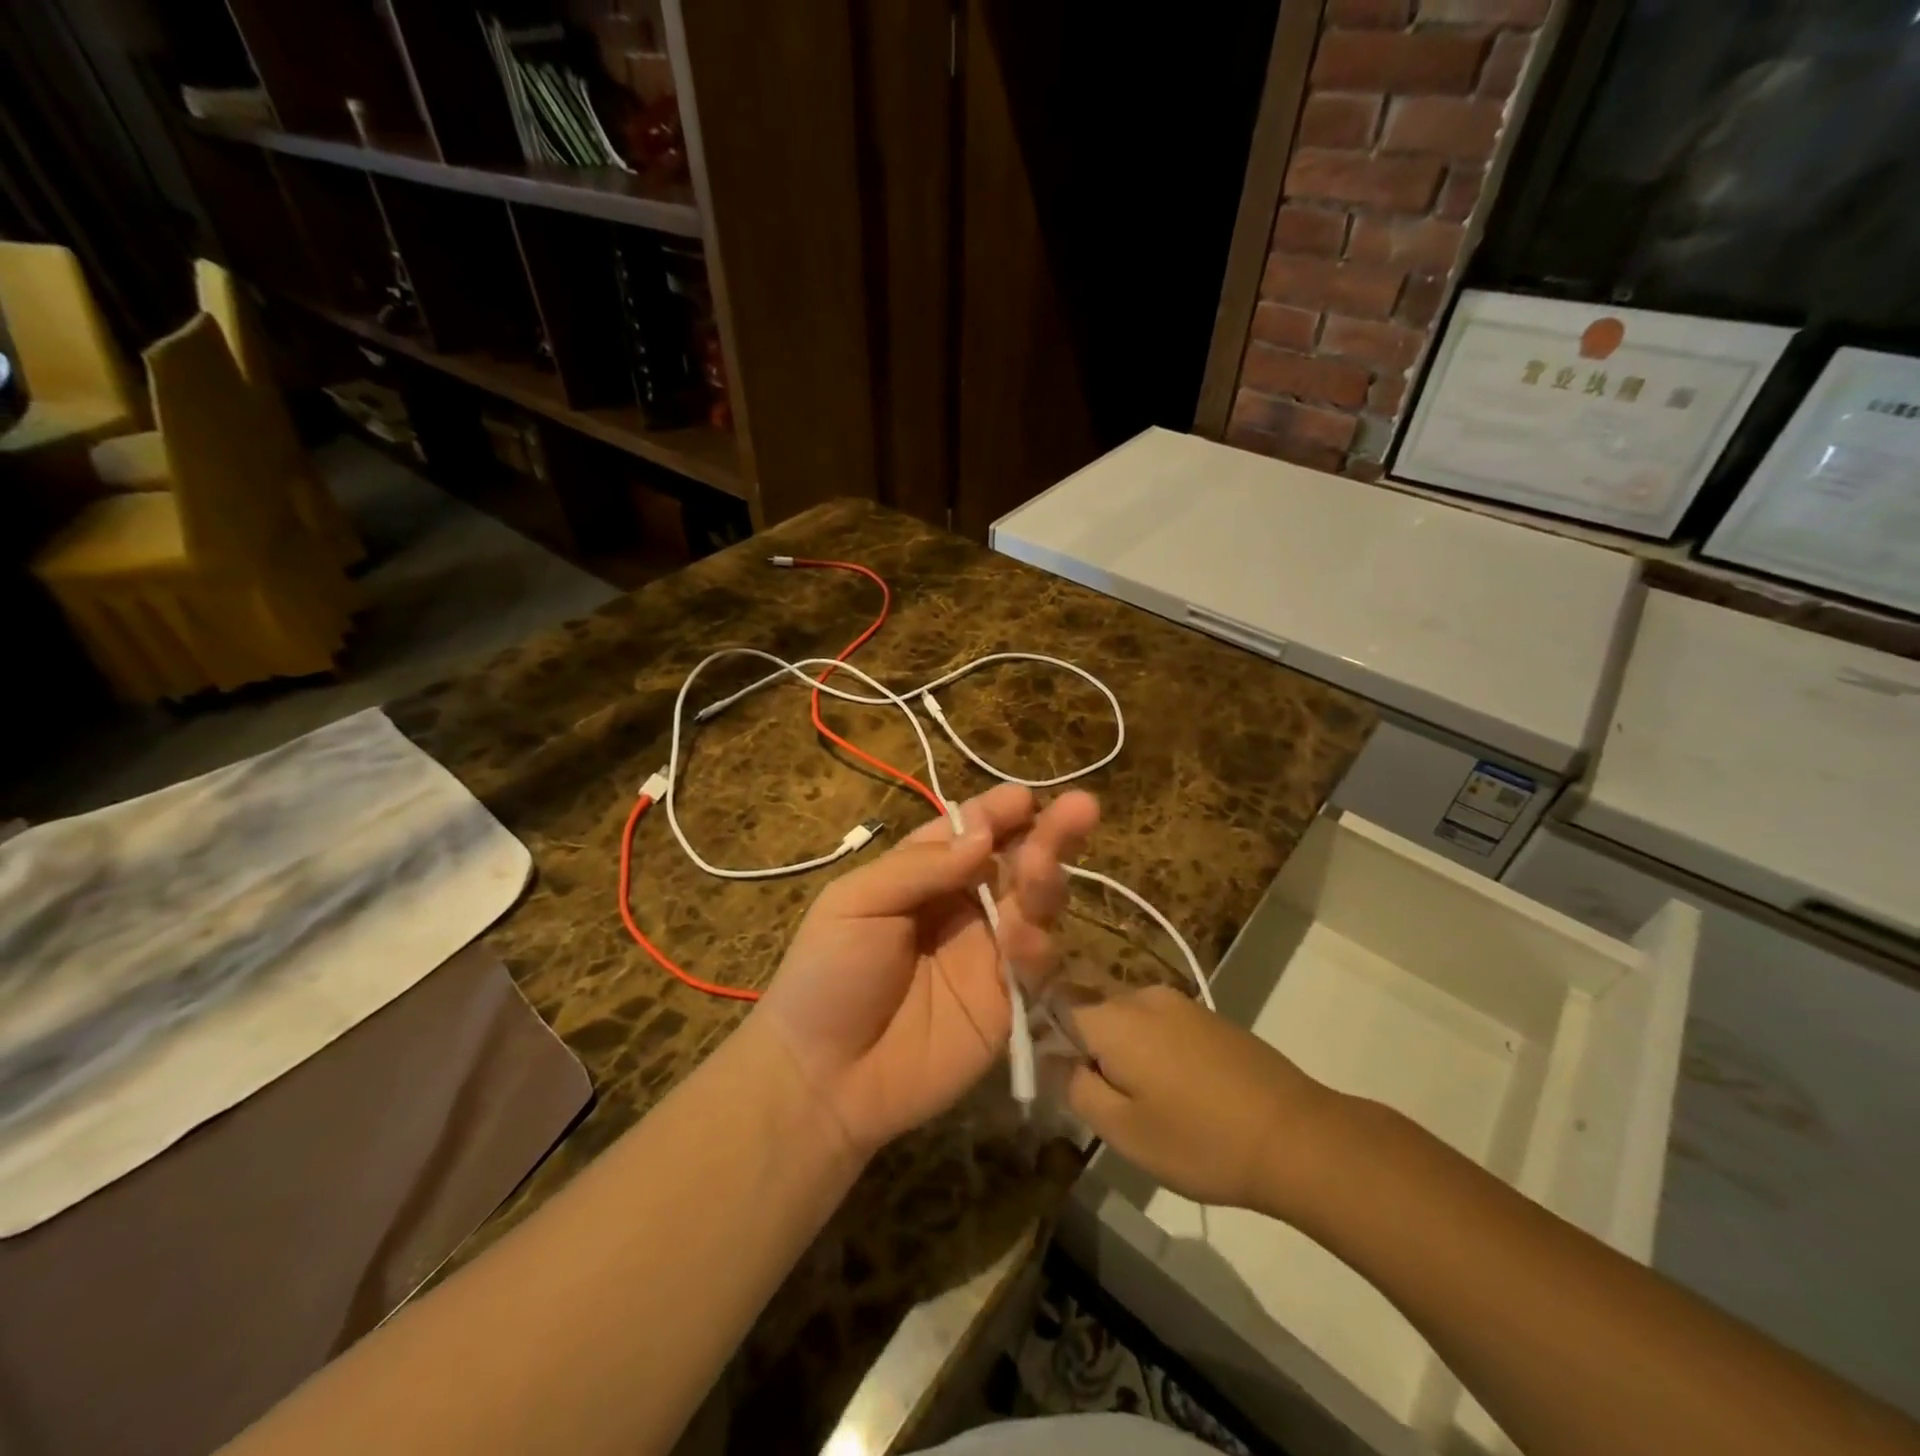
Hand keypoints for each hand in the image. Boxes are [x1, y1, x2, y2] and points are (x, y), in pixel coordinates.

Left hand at [756, 784, 1099, 1157]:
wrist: (823, 1079)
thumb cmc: (827, 975)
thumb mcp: (856, 903)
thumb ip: (921, 867)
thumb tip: (983, 836)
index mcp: (923, 876)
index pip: (970, 833)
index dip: (997, 813)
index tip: (1024, 799)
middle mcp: (963, 907)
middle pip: (1014, 862)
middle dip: (1047, 835)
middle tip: (1081, 809)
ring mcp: (989, 954)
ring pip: (1034, 907)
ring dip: (1046, 881)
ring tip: (1043, 866)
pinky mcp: (1007, 1002)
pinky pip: (1035, 966)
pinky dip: (1037, 948)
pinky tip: (1024, 941)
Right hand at [1061, 985, 1339, 1219]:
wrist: (1296, 1136)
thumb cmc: (1200, 1140)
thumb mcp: (1123, 1131)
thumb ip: (1075, 1087)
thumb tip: (1051, 1056)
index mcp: (1113, 1018)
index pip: (1055, 1003)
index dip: (1043, 1034)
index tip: (1054, 1074)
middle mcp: (1142, 996)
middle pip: (1091, 1009)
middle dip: (1086, 1047)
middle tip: (1102, 1101)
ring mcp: (1180, 1002)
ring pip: (1126, 1018)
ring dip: (1121, 1050)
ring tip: (1142, 1102)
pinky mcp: (1207, 1016)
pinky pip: (1158, 1024)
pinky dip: (1152, 1049)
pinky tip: (1177, 1091)